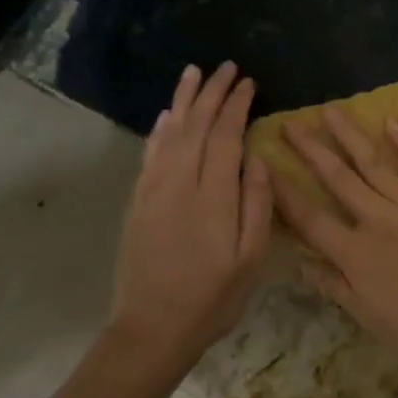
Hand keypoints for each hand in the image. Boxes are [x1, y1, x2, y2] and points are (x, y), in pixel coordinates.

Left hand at [110, 63, 272, 383]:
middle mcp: (180, 184)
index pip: (225, 136)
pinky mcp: (138, 202)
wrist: (151, 331)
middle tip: (227, 67)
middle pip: (197, 126)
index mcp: (213, 197)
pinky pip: (150, 155)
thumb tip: (259, 160)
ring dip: (184, 100)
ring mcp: (154, 191)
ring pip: (171, 133)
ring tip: (194, 72)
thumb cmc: (212, 299)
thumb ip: (258, 205)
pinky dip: (160, 130)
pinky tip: (169, 115)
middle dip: (213, 93)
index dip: (237, 107)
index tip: (249, 83)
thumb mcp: (251, 259)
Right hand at [271, 107, 397, 370]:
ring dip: (350, 134)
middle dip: (311, 149)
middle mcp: (377, 219)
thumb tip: (298, 262)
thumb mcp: (365, 315)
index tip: (264, 165)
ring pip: (374, 162)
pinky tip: (393, 120)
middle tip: (291, 123)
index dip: (283, 191)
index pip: (309, 217)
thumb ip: (331, 284)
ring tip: (331, 110)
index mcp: (354, 252)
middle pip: (337, 178)